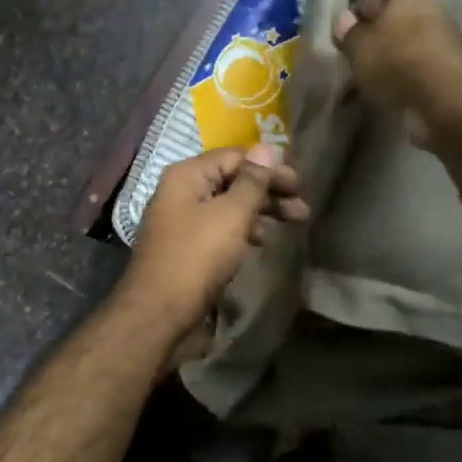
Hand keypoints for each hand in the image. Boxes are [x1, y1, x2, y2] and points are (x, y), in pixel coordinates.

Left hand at [118, 146, 309, 333]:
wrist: (159, 313)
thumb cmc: (197, 257)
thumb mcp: (231, 214)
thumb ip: (252, 181)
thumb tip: (267, 148)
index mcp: (187, 175)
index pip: (235, 156)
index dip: (269, 167)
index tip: (299, 184)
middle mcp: (182, 191)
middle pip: (233, 180)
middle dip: (270, 191)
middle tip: (303, 207)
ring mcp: (182, 220)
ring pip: (229, 205)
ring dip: (261, 211)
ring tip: (294, 223)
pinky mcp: (187, 246)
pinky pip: (220, 227)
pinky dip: (244, 229)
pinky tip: (261, 241)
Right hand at [332, 0, 461, 145]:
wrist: (449, 99)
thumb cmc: (397, 61)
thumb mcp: (359, 47)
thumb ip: (348, 34)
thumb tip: (343, 21)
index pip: (369, 1)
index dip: (352, 20)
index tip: (339, 42)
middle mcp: (429, 11)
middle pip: (391, 26)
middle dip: (373, 43)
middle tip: (353, 64)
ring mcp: (444, 43)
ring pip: (405, 50)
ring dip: (390, 64)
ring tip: (369, 85)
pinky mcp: (452, 74)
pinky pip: (417, 73)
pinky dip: (405, 82)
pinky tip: (392, 96)